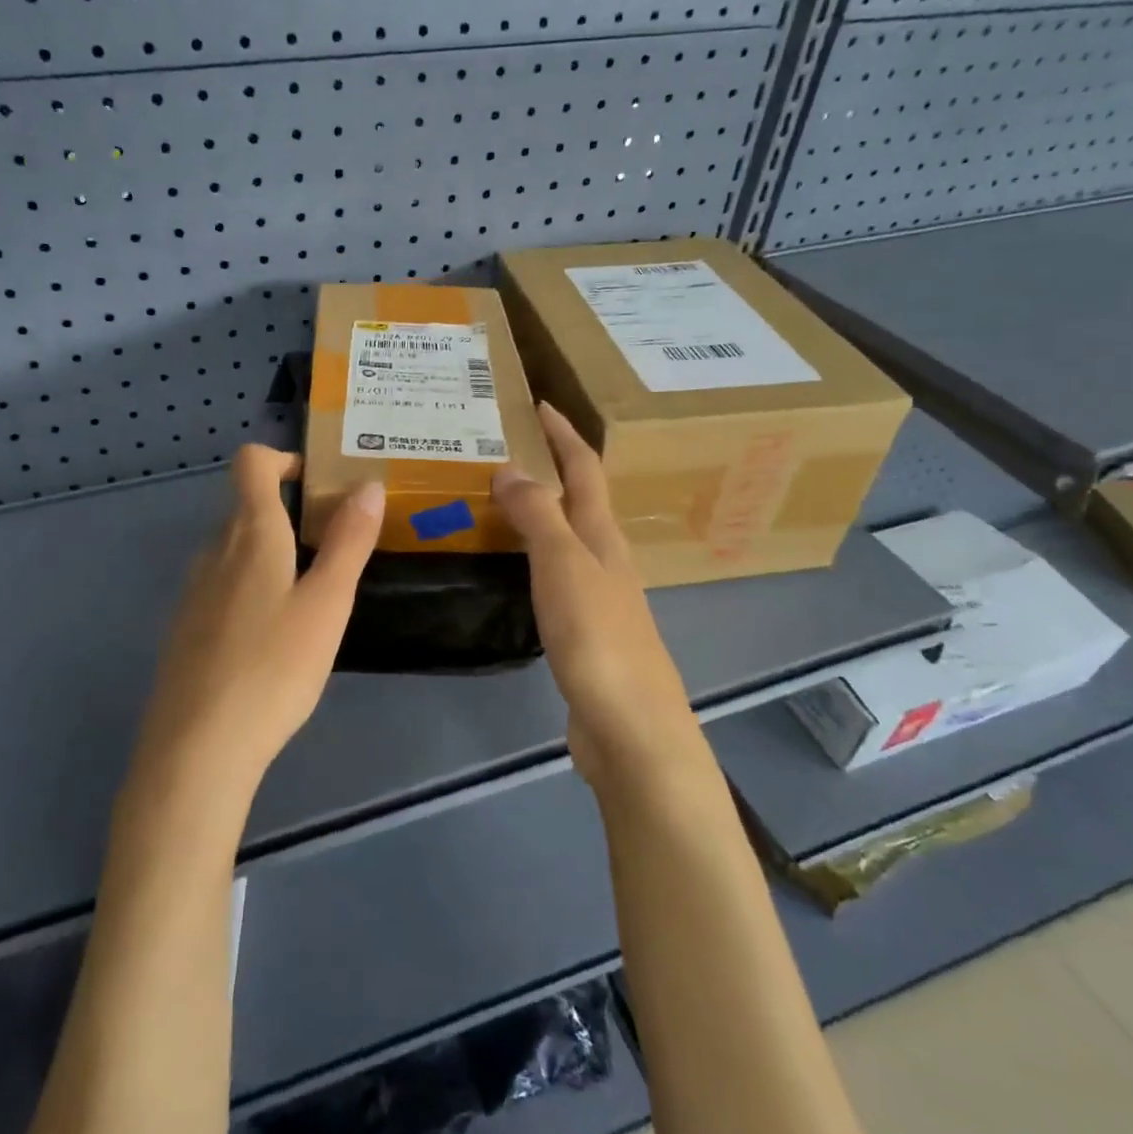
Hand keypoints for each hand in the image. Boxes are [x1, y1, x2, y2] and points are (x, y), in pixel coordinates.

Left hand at [134, 445, 384, 795]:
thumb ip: (349, 541)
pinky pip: (222, 586)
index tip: (319, 484)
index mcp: (250, 534)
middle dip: (291, 513)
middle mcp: (213, 551)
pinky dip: (251, 588)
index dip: (284, 458)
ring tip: (311, 595)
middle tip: (336, 546)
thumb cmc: (273, 668)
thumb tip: (367, 484)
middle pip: (247, 507)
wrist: (197, 749)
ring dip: (272, 554)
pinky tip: (273, 638)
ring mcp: (193, 591)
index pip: (251, 462)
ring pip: (234, 550)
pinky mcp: (184, 629)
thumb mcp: (327, 604)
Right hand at [492, 404, 700, 790]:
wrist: (631, 729)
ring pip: (568, 537)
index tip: (539, 404)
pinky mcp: (585, 631)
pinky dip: (534, 555)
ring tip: (500, 497)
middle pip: (581, 499)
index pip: (585, 469)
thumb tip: (511, 467)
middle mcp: (606, 558)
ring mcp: (599, 596)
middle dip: (552, 466)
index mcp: (603, 537)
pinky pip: (556, 574)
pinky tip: (514, 565)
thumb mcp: (564, 567)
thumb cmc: (599, 639)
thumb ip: (538, 515)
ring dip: (542, 510)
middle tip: (505, 448)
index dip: (564, 434)